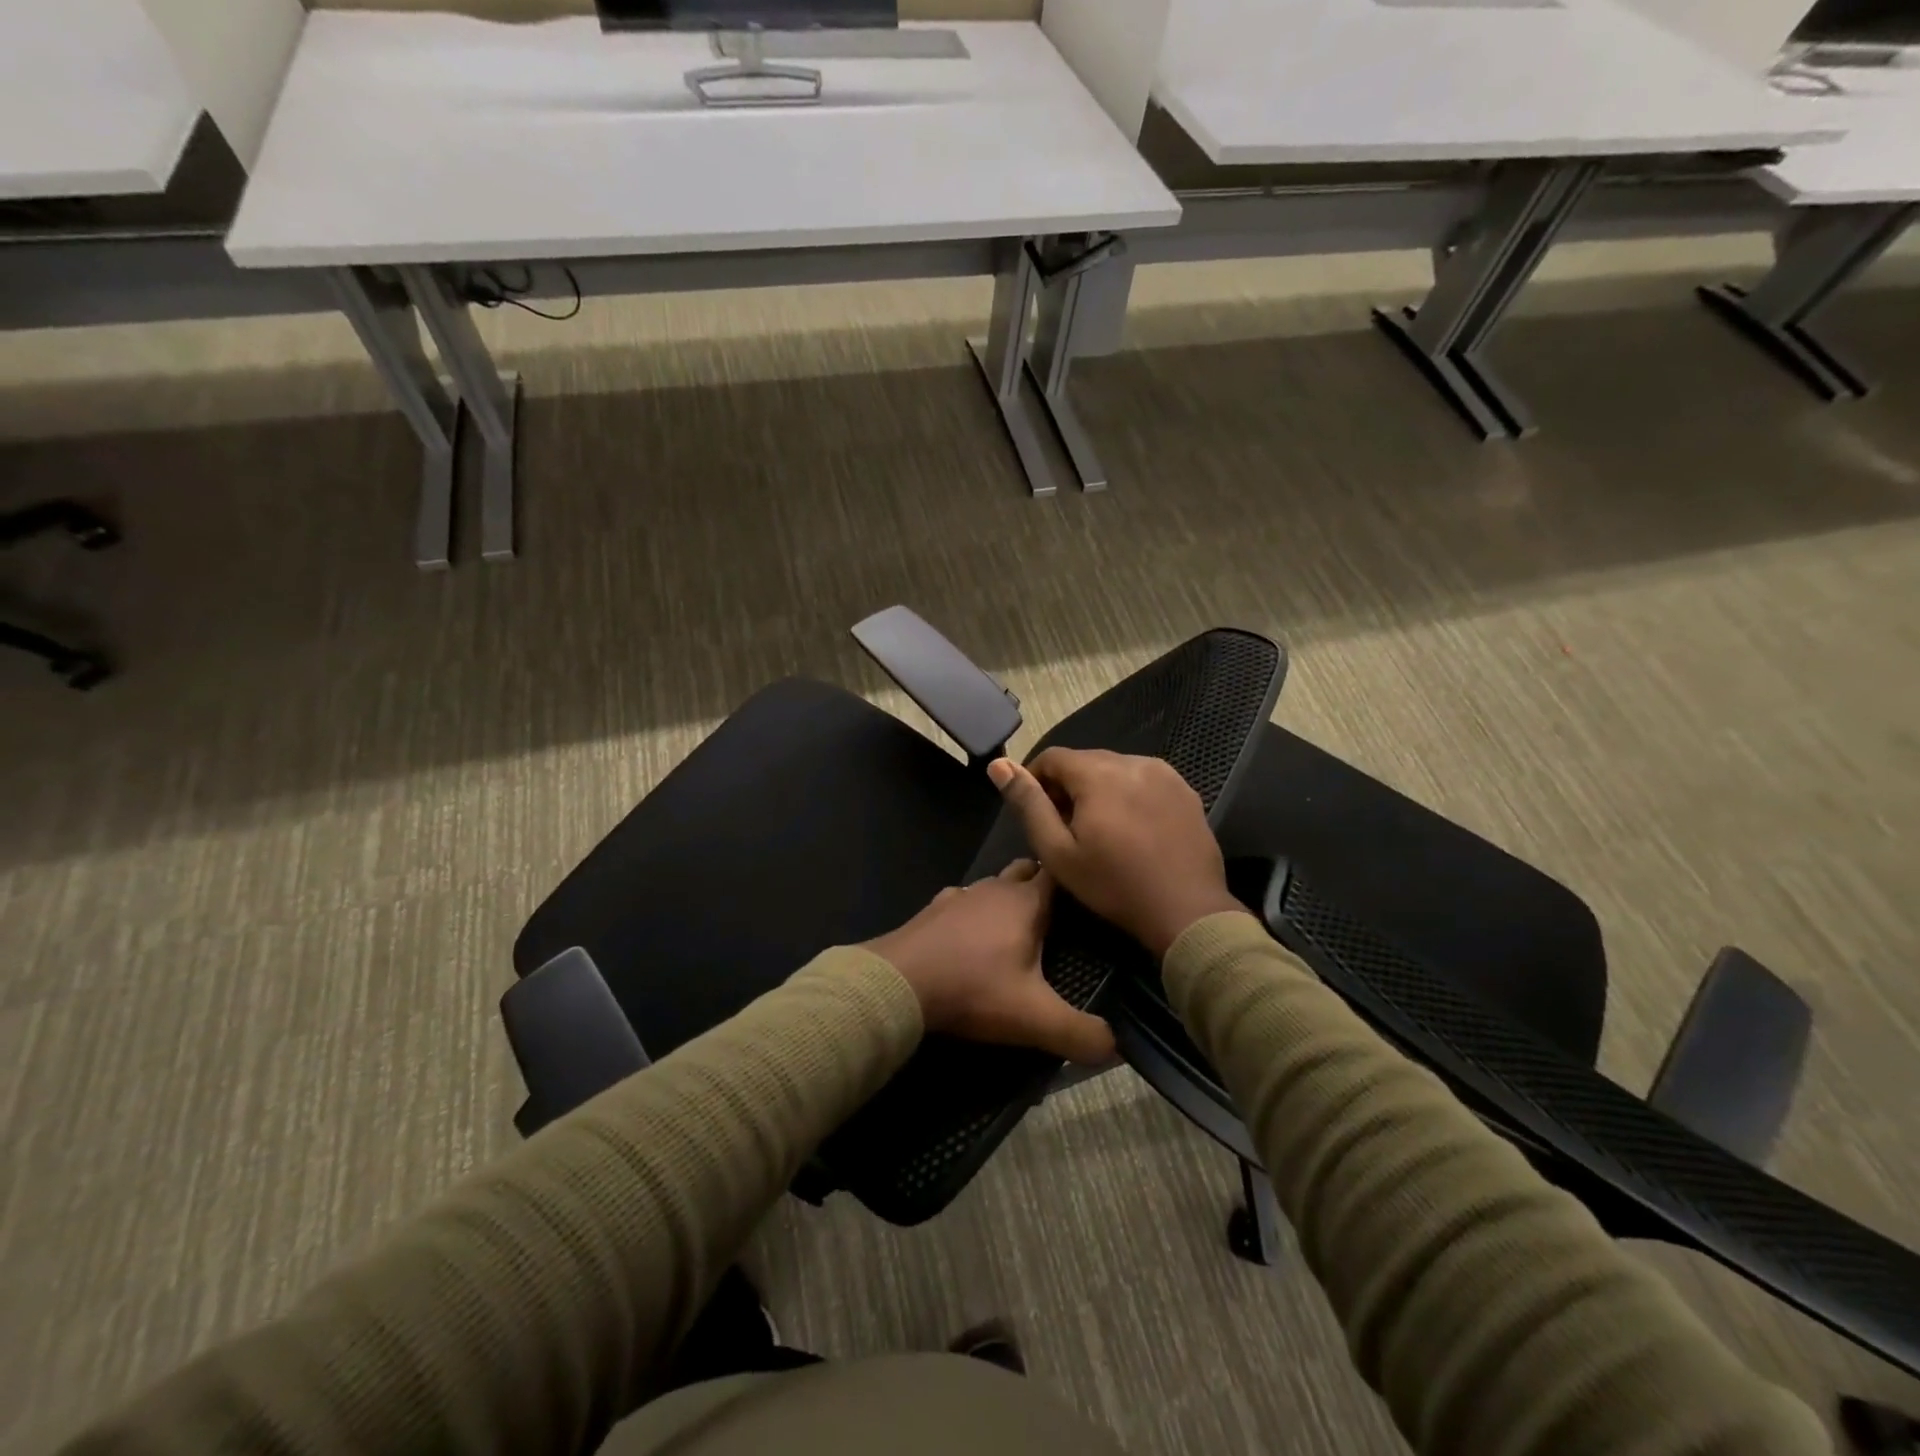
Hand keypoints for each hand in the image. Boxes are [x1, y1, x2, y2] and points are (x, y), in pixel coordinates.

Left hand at [866, 861, 1114, 1064]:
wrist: (898, 982)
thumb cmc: (973, 989)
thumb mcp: (1034, 1018)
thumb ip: (1080, 1033)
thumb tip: (1117, 1047)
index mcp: (1026, 902)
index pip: (1061, 874)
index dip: (1078, 881)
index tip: (1094, 895)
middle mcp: (995, 888)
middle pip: (1027, 871)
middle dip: (1044, 885)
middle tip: (1061, 917)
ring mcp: (961, 895)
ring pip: (994, 885)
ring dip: (1008, 899)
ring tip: (1019, 928)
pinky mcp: (934, 909)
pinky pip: (964, 902)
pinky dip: (974, 913)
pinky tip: (971, 938)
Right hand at [987, 749, 1242, 958]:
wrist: (1187, 911)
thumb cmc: (1114, 885)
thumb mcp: (1058, 851)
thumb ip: (1028, 804)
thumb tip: (999, 765)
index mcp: (1098, 773)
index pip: (1052, 757)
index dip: (1035, 780)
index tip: (1035, 812)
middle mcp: (1132, 761)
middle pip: (1085, 761)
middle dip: (1068, 786)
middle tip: (1065, 827)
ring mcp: (1164, 773)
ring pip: (1115, 769)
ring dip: (1099, 789)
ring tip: (1099, 830)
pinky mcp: (1185, 790)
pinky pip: (1144, 780)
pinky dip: (1128, 795)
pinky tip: (1131, 829)